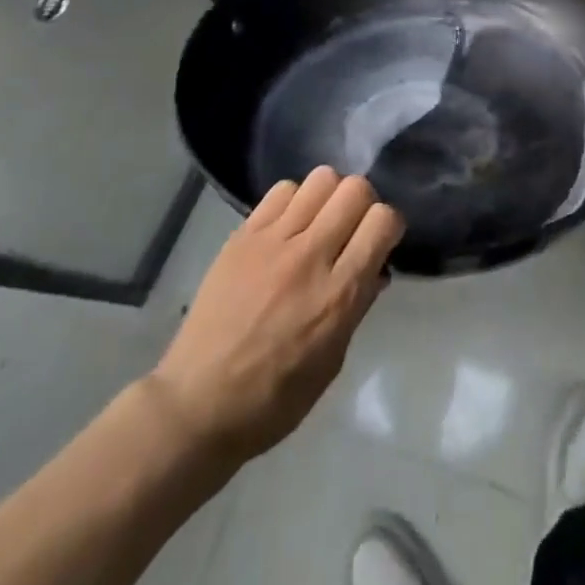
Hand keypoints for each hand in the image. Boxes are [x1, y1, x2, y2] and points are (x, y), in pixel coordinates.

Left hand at [151, 167, 404, 464]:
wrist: (196, 405)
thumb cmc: (273, 399)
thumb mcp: (331, 363)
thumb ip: (357, 307)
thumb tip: (375, 268)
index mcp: (338, 295)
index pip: (382, 221)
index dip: (389, 226)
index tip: (381, 243)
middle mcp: (310, 256)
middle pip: (355, 189)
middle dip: (364, 204)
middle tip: (352, 229)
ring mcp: (274, 241)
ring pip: (321, 179)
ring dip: (330, 196)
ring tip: (320, 222)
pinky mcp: (244, 235)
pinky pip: (283, 190)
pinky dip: (295, 200)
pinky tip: (288, 226)